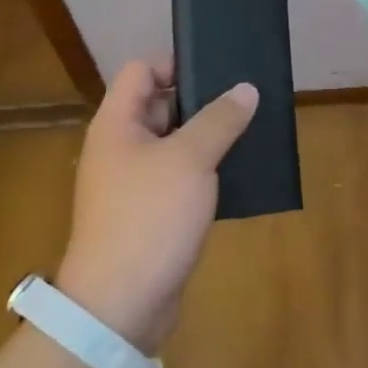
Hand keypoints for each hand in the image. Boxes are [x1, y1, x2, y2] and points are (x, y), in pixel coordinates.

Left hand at [56, 60, 257, 351]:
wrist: (119, 305)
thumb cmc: (149, 217)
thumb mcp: (190, 160)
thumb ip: (219, 119)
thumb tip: (245, 89)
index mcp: (117, 124)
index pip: (141, 70)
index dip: (175, 62)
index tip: (217, 69)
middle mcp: (120, 147)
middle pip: (160, 104)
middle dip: (201, 101)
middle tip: (244, 99)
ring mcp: (133, 182)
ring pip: (173, 143)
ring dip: (206, 137)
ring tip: (250, 130)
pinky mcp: (149, 213)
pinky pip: (178, 177)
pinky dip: (204, 171)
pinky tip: (237, 172)